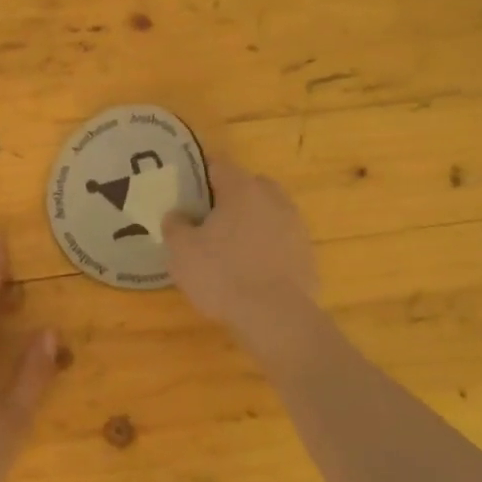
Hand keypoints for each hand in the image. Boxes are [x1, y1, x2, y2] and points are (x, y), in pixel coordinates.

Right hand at [162, 159, 319, 339]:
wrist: (277, 317)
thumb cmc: (223, 275)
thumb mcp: (182, 251)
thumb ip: (175, 226)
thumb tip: (177, 215)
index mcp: (242, 189)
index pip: (218, 164)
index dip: (199, 173)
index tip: (184, 188)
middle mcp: (273, 198)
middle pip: (247, 186)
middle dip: (228, 197)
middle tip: (207, 220)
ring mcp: (295, 225)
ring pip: (267, 213)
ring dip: (250, 223)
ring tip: (229, 249)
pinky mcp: (307, 253)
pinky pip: (280, 240)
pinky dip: (266, 248)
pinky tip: (251, 271)